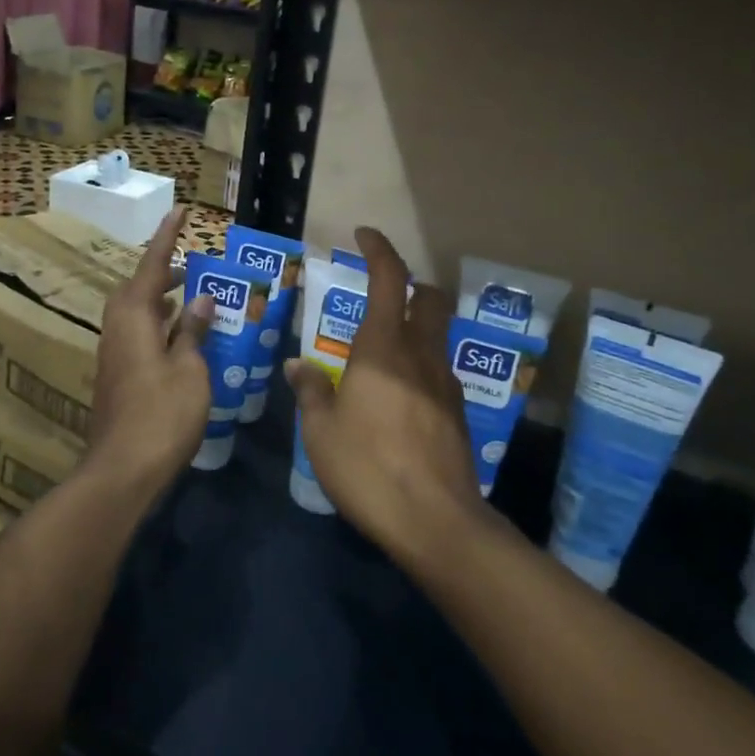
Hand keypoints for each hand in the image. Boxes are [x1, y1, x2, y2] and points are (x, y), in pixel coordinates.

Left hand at [85, 209, 212, 496]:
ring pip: (136, 314)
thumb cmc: (162, 414)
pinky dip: (160, 326)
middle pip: (137, 289)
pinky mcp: (119, 377)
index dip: (167, 237)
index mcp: (135, 318)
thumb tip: (199, 298)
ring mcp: (115, 355)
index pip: (152, 266)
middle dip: (162, 273)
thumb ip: (193, 330)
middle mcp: (118, 329)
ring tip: (192, 298)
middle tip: (191, 268)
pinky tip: (182, 339)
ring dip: (161, 300)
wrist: (123, 469)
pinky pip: (138, 335)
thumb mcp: (190, 369)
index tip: (181, 211)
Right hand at [285, 227, 485, 565]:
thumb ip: (310, 391)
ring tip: (382, 352)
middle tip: (381, 295)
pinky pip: (438, 370)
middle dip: (409, 285)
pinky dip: (420, 364)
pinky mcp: (458, 412)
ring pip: (437, 334)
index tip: (364, 234)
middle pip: (428, 298)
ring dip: (416, 326)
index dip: (379, 249)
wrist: (436, 521)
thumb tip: (297, 365)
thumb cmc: (368, 467)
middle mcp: (421, 354)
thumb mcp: (321, 431)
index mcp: (384, 348)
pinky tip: (398, 395)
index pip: (389, 279)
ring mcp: (446, 383)